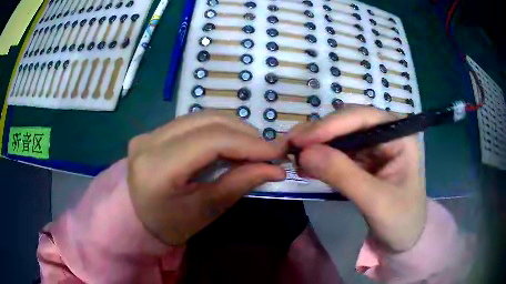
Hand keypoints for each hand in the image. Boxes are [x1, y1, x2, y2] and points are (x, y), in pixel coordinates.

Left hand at [127, 112, 285, 245]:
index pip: (210, 141)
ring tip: (253, 146)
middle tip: (268, 150)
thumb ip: (238, 185)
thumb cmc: (170, 226)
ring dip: (232, 128)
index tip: (277, 151)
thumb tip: (275, 169)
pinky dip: (218, 129)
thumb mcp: (205, 211)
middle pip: (207, 122)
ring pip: (201, 117)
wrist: (137, 219)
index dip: (248, 143)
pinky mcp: (153, 132)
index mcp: (157, 168)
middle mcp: (149, 141)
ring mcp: (149, 133)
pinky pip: (192, 122)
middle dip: (244, 133)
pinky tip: (231, 142)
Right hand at [289, 106, 425, 251]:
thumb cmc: (401, 221)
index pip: (362, 119)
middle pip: (347, 124)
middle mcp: (385, 135)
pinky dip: (320, 159)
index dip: (330, 125)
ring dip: (315, 146)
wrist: (403, 241)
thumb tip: (304, 153)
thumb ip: (343, 175)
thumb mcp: (375, 201)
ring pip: (339, 138)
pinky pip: (338, 154)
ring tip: (292, 156)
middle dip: (319, 134)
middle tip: (289, 146)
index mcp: (399, 136)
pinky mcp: (363, 163)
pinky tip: (305, 166)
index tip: (300, 140)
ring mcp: (373, 148)